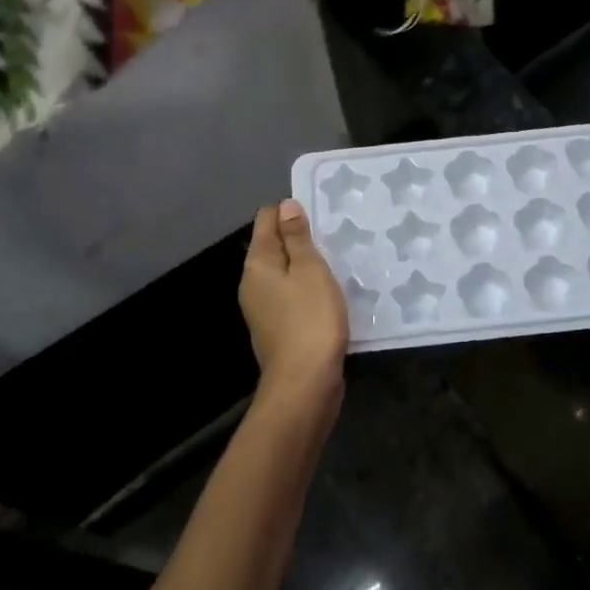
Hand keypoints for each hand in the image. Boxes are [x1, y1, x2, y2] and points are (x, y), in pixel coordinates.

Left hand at [241, 200, 348, 406]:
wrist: (305, 383)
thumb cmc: (310, 319)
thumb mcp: (309, 270)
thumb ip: (297, 238)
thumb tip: (285, 206)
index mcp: (257, 265)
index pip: (266, 221)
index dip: (289, 212)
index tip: (319, 213)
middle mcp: (253, 284)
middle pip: (273, 248)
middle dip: (299, 238)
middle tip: (333, 235)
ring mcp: (263, 310)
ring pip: (283, 274)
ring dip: (305, 266)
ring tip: (336, 261)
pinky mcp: (278, 330)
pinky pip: (291, 297)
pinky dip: (307, 289)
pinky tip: (328, 294)